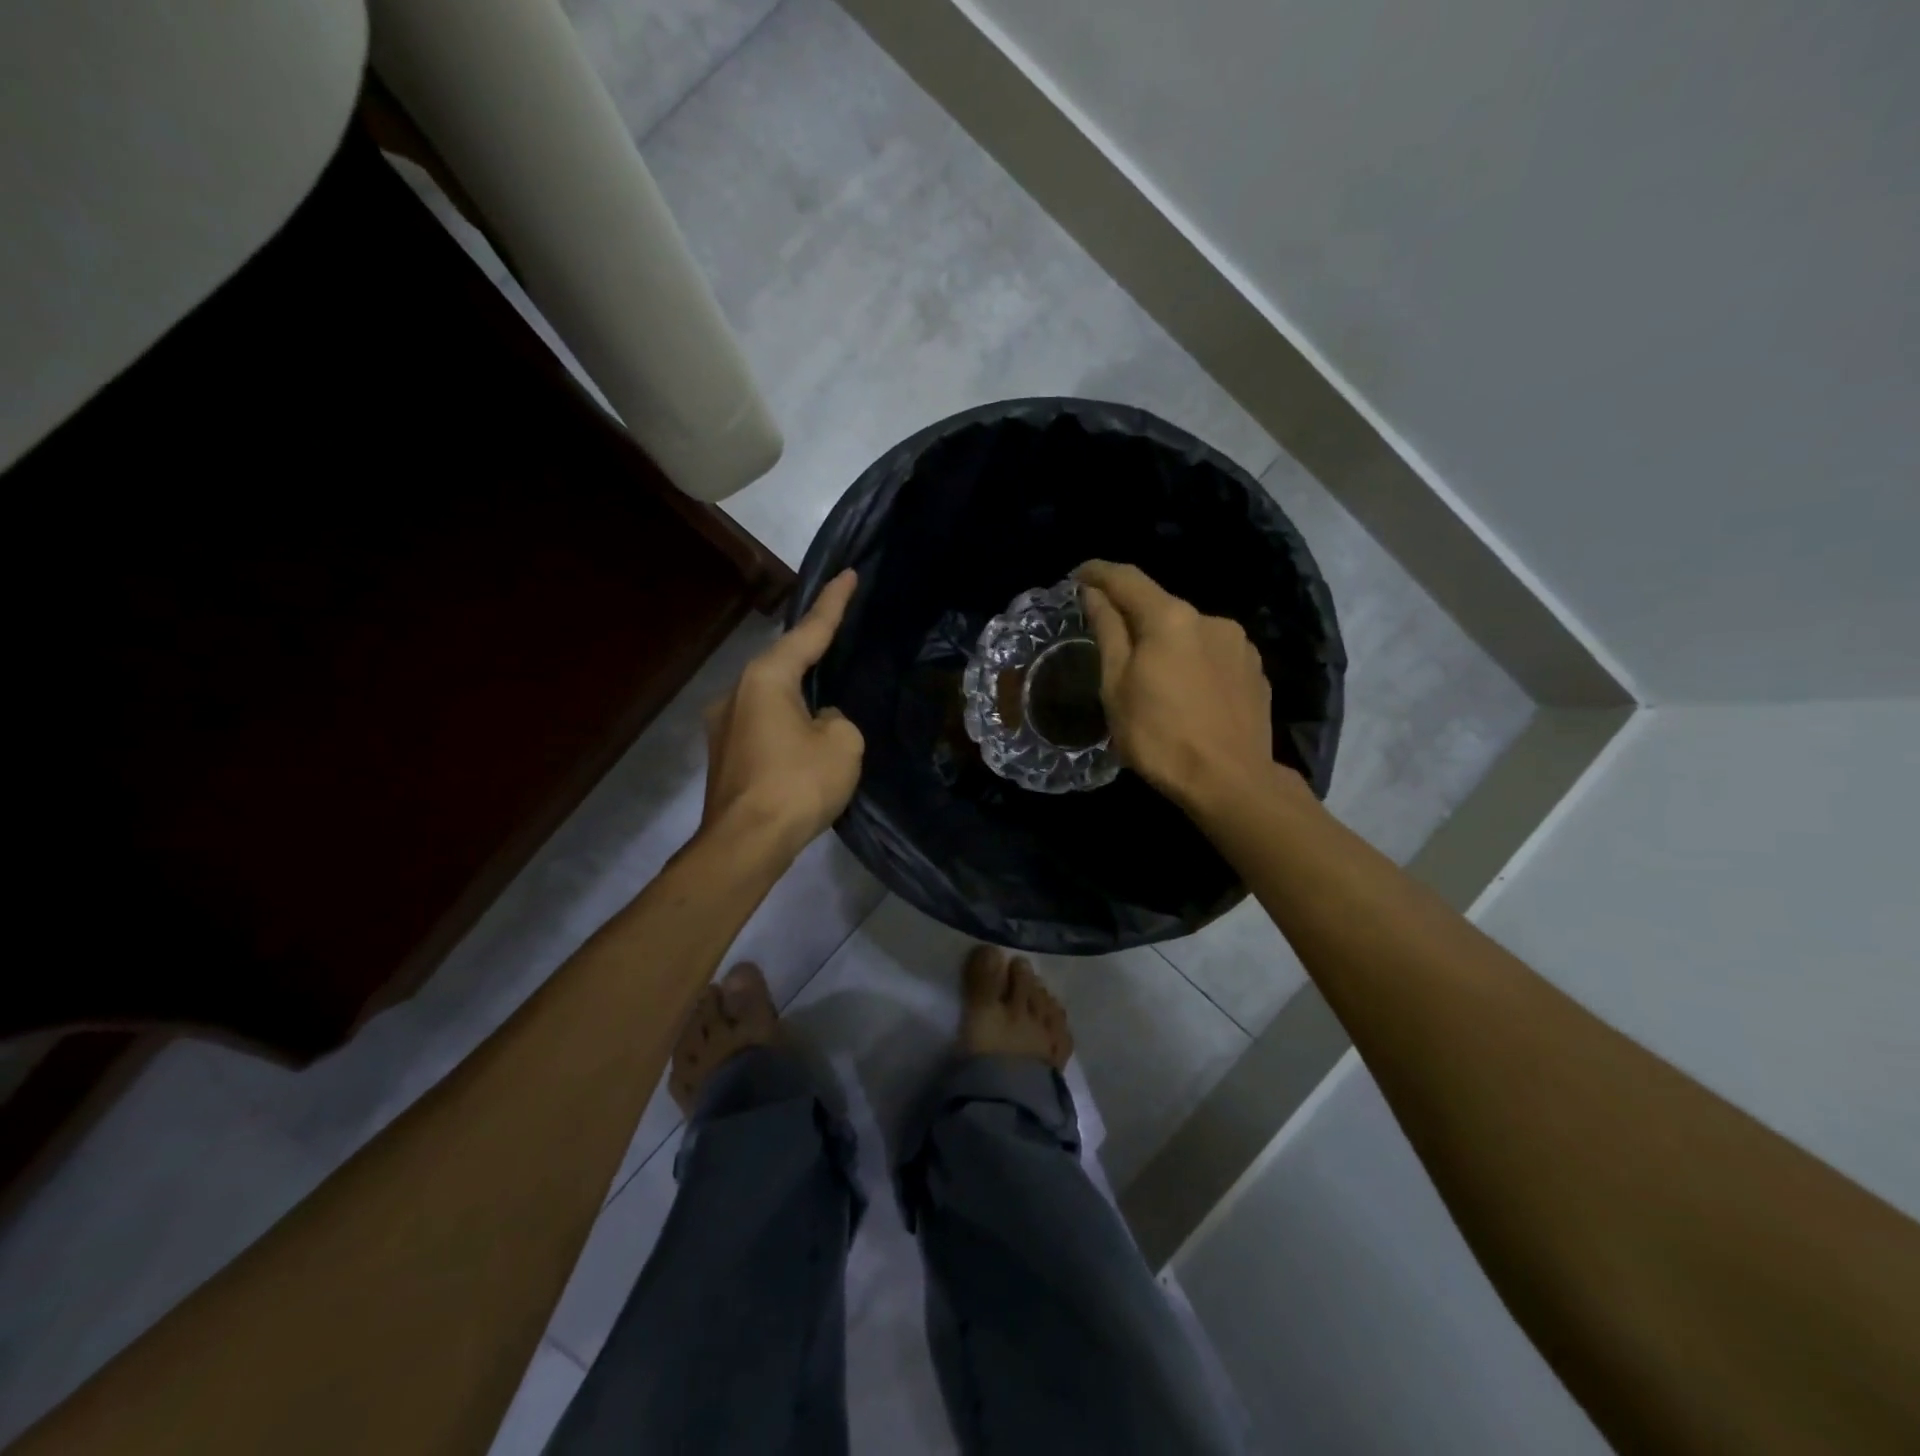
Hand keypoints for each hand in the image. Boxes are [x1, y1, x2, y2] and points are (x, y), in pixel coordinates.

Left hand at [701, 569, 864, 858]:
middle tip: (840, 650)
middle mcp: (736, 692)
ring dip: (799, 703)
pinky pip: (764, 728)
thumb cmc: (798, 784)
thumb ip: (837, 719)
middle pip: (784, 665)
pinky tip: (804, 751)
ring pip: (772, 700)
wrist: (746, 844)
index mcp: (766, 678)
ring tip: (827, 720)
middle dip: (813, 659)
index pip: (808, 631)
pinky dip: (786, 730)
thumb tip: (818, 721)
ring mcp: (722, 726)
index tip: (849, 574)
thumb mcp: (842, 744)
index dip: (834, 603)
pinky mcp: (723, 756)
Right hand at [1076, 560, 1286, 815]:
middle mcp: (1209, 618)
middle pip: (1160, 606)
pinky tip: (1186, 692)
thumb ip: (1107, 632)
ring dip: (1166, 642)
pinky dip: (1192, 661)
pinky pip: (1212, 654)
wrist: (1232, 781)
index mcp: (1170, 618)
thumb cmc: (1160, 736)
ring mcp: (1239, 644)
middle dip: (1132, 616)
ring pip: (1189, 632)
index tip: (1077, 576)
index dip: (1098, 572)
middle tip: (1108, 641)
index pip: (1127, 578)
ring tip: (1151, 677)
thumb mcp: (1116, 686)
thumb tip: (1094, 594)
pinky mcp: (1255, 670)